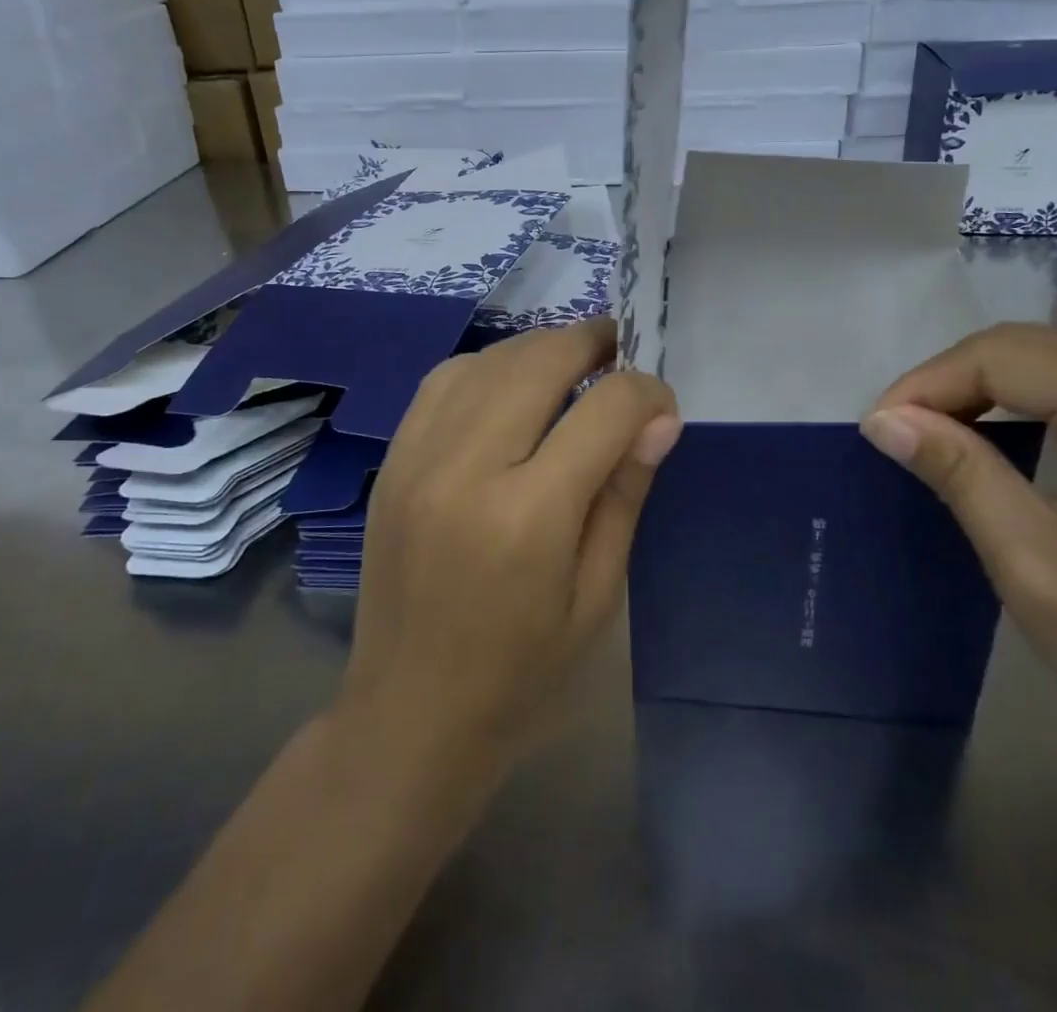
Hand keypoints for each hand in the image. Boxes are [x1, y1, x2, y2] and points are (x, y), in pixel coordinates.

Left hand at [339, 319, 681, 766]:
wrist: (408, 713)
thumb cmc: (520, 672)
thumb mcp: (597, 595)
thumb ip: (624, 495)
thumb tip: (659, 419)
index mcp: (529, 516)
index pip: (605, 410)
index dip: (647, 394)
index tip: (663, 409)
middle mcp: (468, 468)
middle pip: (541, 361)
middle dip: (593, 343)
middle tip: (621, 352)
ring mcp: (419, 457)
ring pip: (490, 359)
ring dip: (541, 348)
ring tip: (574, 363)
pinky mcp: (393, 459)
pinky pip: (444, 379)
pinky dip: (488, 365)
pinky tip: (511, 385)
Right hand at [860, 302, 1056, 763]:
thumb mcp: (1035, 565)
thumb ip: (961, 474)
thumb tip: (886, 420)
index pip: (998, 357)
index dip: (926, 384)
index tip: (878, 429)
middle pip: (1031, 344)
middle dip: (955, 378)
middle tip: (904, 429)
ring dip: (1002, 370)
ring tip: (953, 411)